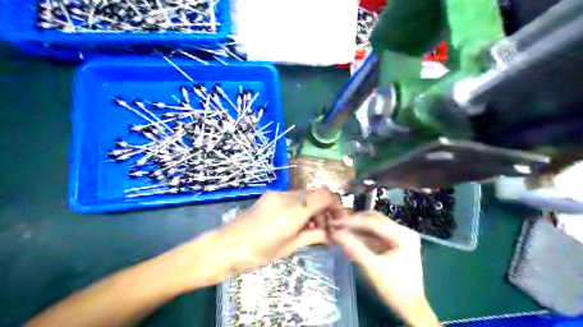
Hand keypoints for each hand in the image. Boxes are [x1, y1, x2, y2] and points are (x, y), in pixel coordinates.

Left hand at [220, 188, 344, 274]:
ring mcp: (277, 194)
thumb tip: (331, 233)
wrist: (227, 246)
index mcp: (293, 211)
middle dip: (325, 210)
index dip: (336, 206)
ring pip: (305, 196)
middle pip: (316, 195)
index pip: (325, 196)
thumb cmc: (258, 253)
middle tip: (326, 229)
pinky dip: (301, 207)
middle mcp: (287, 197)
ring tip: (312, 229)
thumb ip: (314, 236)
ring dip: (313, 209)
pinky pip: (293, 197)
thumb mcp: (290, 247)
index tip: (339, 220)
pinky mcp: (270, 196)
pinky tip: (298, 223)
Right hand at [330, 212, 438, 326]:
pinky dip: (362, 236)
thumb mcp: (372, 268)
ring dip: (357, 228)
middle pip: (374, 220)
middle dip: (354, 222)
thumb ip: (354, 248)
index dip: (352, 222)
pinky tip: (350, 237)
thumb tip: (336, 234)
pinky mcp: (395, 244)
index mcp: (403, 235)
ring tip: (340, 229)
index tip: (335, 223)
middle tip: (336, 223)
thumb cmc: (395, 289)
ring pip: (373, 226)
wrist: (410, 308)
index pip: (373, 222)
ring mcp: (400, 237)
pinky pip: (375, 235)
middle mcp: (403, 232)